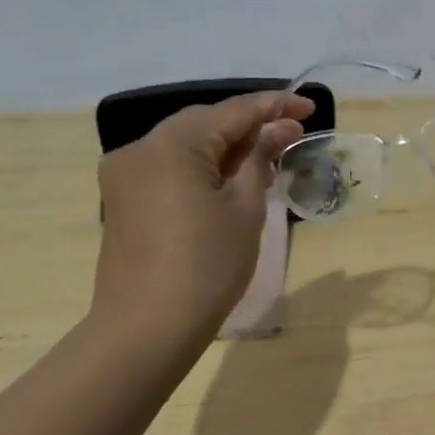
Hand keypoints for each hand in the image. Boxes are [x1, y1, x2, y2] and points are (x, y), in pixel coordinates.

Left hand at [92, 91, 313, 348]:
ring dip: (228, 145)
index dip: (275, 106)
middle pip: (206, 122)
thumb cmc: (207, 264)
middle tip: (293, 133)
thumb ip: (261, 158)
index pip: (233, 112)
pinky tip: (232, 177)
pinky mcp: (123, 198)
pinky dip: (204, 164)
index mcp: (172, 144)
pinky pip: (171, 165)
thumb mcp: (246, 207)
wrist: (147, 328)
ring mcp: (126, 174)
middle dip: (250, 124)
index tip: (310, 107)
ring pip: (187, 143)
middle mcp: (141, 148)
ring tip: (269, 156)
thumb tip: (279, 129)